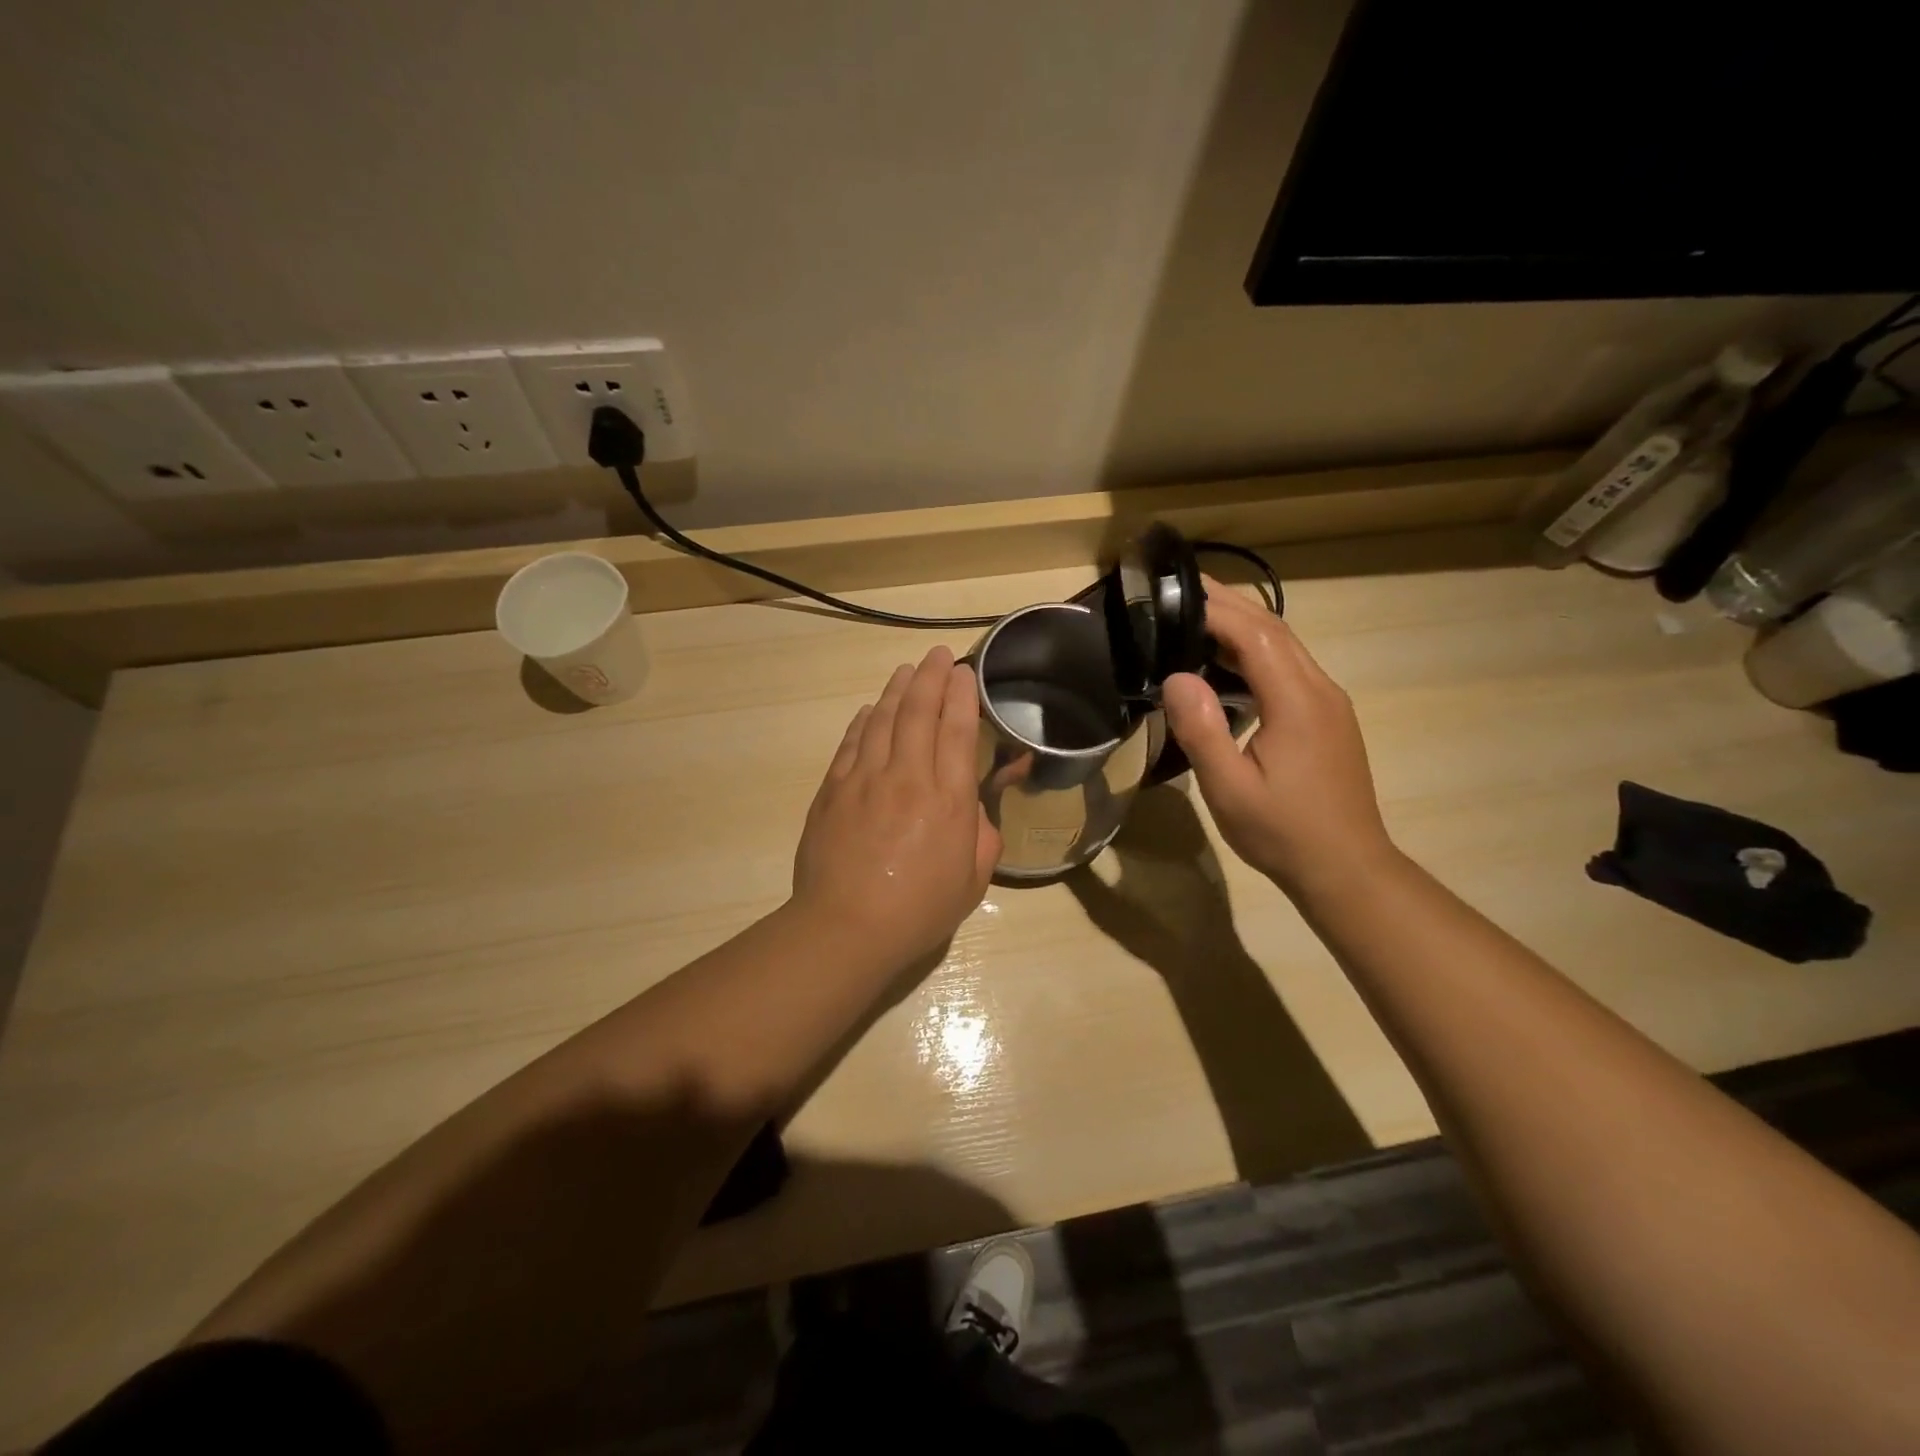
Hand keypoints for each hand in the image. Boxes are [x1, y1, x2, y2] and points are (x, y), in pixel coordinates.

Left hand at [792, 646, 1000, 967]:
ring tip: (907, 670)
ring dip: (897, 690)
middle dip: (931, 677)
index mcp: (947, 799)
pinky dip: (863, 721)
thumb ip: (981, 836)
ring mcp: (865, 780)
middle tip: (938, 655)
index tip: (963, 673)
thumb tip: (972, 808)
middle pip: (919, 713)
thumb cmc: (918, 910)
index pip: (956, 731)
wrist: (847, 927)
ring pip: (883, 720)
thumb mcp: (973, 880)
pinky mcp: (833, 790)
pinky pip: (851, 743)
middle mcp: (908, 777)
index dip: (961, 696)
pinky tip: (871, 710)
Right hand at [1161, 580, 1396, 898]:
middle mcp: (1319, 690)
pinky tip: (1226, 666)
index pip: (1255, 634)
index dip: (1214, 609)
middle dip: (1228, 604)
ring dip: (1242, 626)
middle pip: (1274, 628)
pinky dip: (1255, 652)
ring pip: (1285, 646)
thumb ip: (1203, 730)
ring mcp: (1329, 703)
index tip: (1172, 596)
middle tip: (1180, 588)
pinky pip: (1289, 668)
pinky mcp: (1328, 718)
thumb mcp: (1230, 789)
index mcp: (1297, 701)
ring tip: (1194, 619)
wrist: (1347, 868)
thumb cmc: (1283, 832)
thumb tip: (1176, 677)